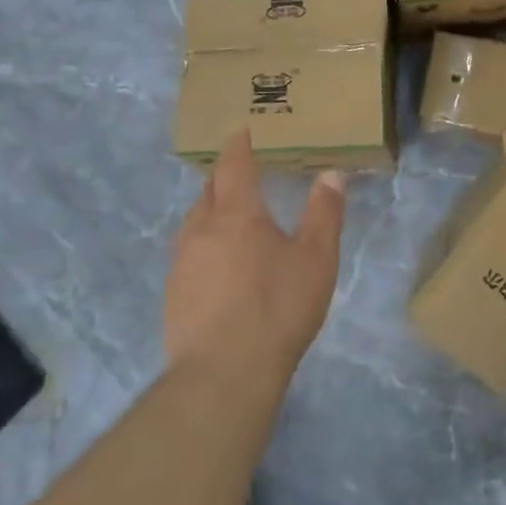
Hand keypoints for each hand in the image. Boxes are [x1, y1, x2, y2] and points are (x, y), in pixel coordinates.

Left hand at [164, 130, 347, 405]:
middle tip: (238, 174)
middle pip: (208, 192)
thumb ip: (324, 213)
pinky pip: (188, 256)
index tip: (239, 131)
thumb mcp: (317, 259)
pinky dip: (203, 248)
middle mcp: (202, 230)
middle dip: (222, 178)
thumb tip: (332, 174)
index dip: (238, 146)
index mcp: (237, 214)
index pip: (234, 166)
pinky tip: (217, 268)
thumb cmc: (278, 307)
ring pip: (194, 224)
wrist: (224, 374)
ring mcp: (182, 264)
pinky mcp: (173, 296)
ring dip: (210, 213)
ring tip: (228, 219)